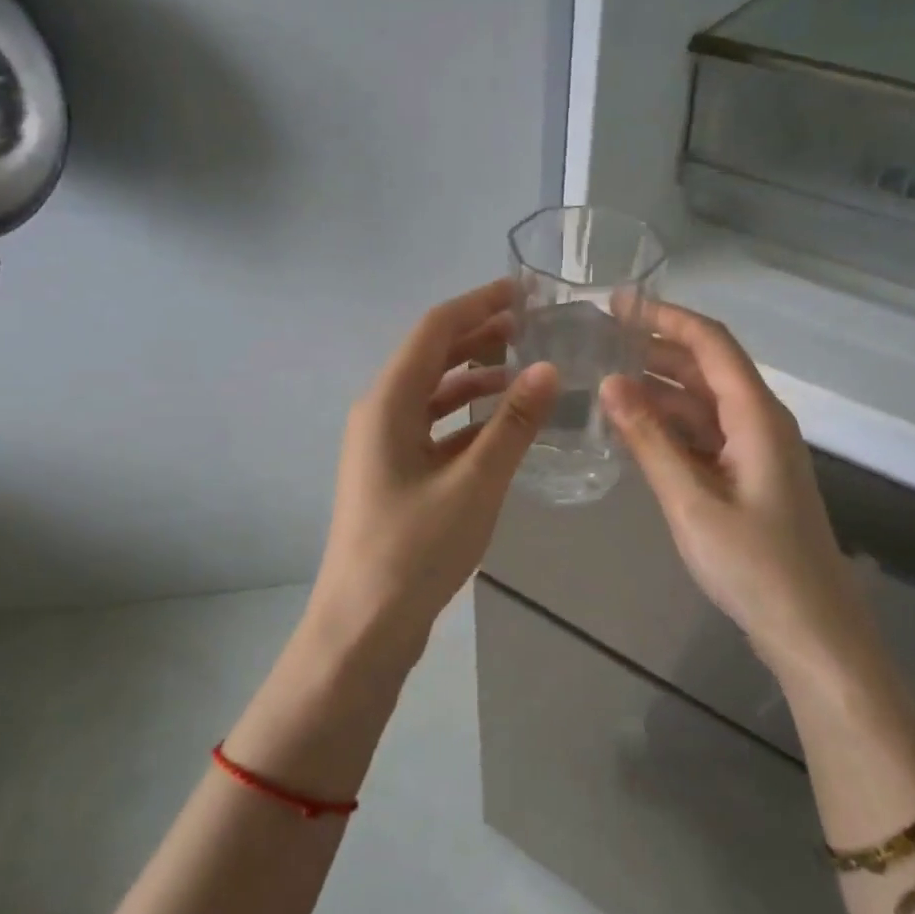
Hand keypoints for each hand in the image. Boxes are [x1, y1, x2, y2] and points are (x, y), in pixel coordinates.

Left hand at [305, 279, 558, 665]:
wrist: (365, 624)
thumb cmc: (415, 549)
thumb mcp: (474, 483)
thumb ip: (513, 425)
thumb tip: (549, 369)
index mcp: (388, 403)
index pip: (434, 330)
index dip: (478, 303)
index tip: (523, 290)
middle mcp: (379, 413)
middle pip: (431, 356)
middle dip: (479, 336)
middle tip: (532, 326)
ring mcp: (383, 445)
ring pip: (432, 394)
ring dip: (474, 377)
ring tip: (524, 371)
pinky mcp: (394, 473)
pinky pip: (432, 428)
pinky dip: (466, 417)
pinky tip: (501, 426)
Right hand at [600, 303, 871, 675]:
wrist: (810, 629)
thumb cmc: (754, 565)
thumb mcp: (691, 501)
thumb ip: (649, 441)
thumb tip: (609, 383)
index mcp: (756, 415)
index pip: (711, 343)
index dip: (665, 317)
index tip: (618, 303)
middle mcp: (759, 421)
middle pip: (706, 369)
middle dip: (655, 350)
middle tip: (599, 340)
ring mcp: (755, 451)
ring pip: (702, 404)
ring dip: (658, 390)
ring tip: (603, 379)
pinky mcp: (746, 477)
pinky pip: (704, 436)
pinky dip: (669, 427)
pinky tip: (632, 429)